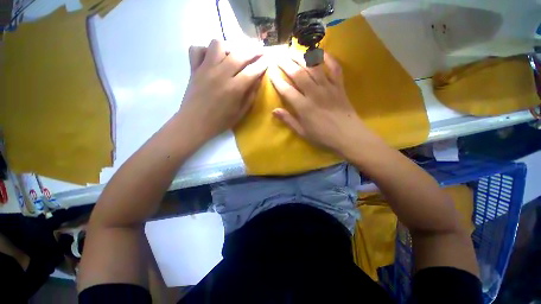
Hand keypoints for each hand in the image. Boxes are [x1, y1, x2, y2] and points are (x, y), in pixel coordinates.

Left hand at [177, 40, 267, 141]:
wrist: (194, 123)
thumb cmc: (220, 121)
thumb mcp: (240, 113)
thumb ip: (250, 96)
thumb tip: (257, 80)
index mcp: (234, 89)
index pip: (252, 71)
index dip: (262, 64)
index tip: (268, 59)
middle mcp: (220, 74)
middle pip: (239, 54)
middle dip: (253, 50)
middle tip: (259, 50)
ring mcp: (205, 69)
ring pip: (218, 44)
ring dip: (229, 46)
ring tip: (234, 54)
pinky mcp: (193, 69)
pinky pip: (197, 49)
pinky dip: (205, 50)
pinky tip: (212, 58)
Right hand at [269, 52, 368, 154]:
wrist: (348, 136)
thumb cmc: (323, 136)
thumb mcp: (302, 132)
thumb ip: (288, 120)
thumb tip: (274, 111)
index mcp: (303, 107)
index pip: (286, 90)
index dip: (277, 81)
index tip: (270, 72)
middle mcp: (314, 93)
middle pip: (298, 74)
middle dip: (286, 63)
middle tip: (278, 55)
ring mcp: (328, 87)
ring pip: (313, 67)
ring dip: (302, 56)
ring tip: (292, 50)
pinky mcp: (339, 85)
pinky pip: (334, 67)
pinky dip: (328, 58)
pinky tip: (320, 51)